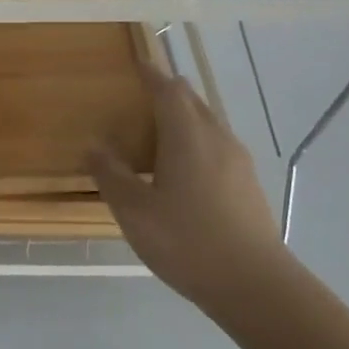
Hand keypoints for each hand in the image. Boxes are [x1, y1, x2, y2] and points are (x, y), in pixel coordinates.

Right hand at [87, 68, 290, 313]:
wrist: (255, 285)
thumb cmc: (186, 241)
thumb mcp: (133, 210)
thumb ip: (110, 174)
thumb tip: (93, 145)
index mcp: (188, 136)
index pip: (169, 90)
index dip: (151, 74)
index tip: (137, 62)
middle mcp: (217, 139)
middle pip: (192, 102)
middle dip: (168, 92)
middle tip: (141, 95)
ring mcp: (238, 163)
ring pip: (208, 124)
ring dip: (183, 118)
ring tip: (156, 131)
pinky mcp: (247, 186)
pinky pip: (217, 147)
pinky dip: (195, 141)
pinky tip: (181, 169)